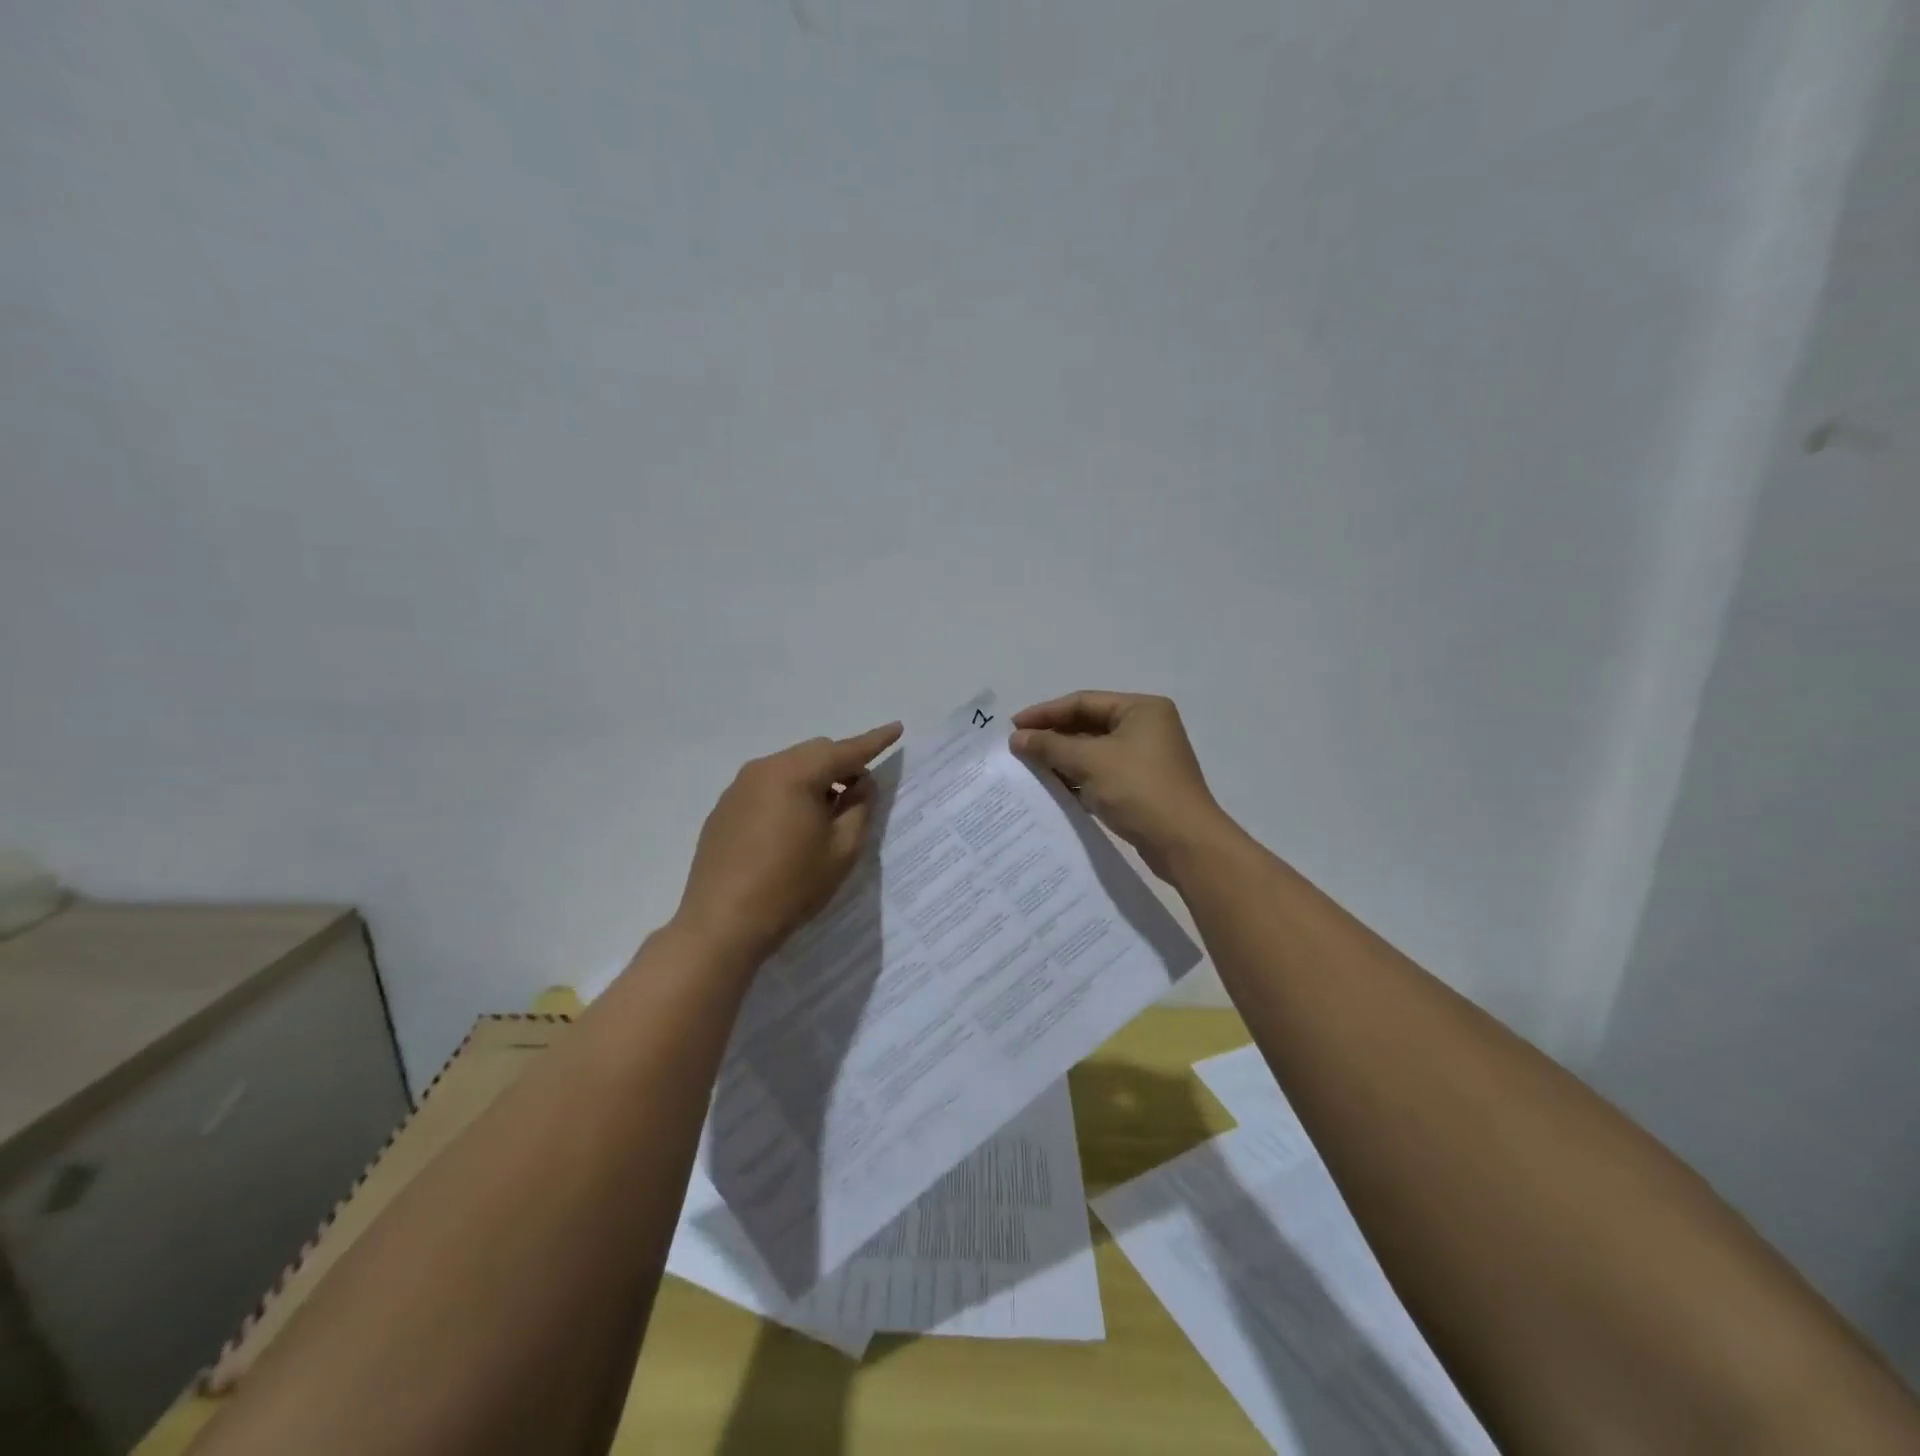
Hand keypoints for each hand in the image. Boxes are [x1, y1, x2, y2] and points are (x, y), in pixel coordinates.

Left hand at [674, 722, 902, 969]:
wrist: (722, 924)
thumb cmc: (791, 886)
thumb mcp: (842, 850)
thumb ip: (859, 808)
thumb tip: (861, 784)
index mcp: (795, 774)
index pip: (845, 751)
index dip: (874, 741)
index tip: (897, 729)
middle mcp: (763, 770)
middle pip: (813, 754)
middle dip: (842, 765)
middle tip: (861, 792)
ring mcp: (737, 789)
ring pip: (788, 769)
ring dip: (814, 781)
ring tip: (827, 815)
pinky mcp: (723, 810)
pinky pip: (766, 788)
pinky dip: (788, 795)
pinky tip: (792, 829)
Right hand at [1010, 691, 1230, 877]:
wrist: (1184, 843)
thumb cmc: (1138, 789)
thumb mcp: (1090, 761)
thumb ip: (1050, 746)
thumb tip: (1016, 738)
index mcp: (1141, 709)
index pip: (1083, 702)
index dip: (1046, 713)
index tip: (1014, 726)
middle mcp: (1146, 728)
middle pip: (1088, 724)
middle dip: (1053, 736)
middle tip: (1018, 748)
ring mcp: (1145, 758)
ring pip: (1093, 751)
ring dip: (1062, 758)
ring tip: (1029, 768)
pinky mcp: (1141, 786)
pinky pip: (1101, 773)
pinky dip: (1078, 777)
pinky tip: (1053, 787)